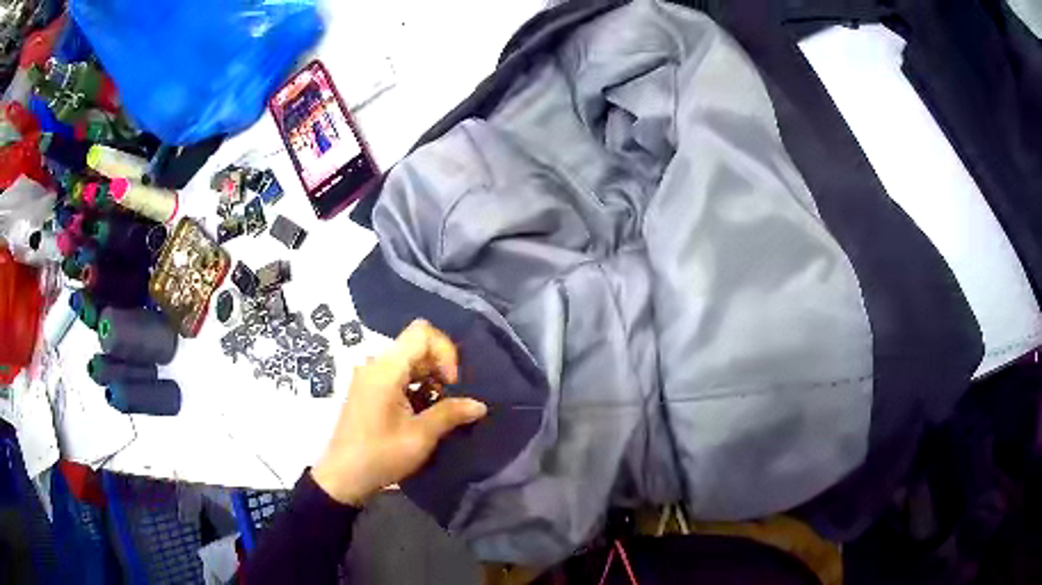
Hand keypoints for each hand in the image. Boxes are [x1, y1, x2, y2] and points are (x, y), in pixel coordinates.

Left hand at [311, 320, 487, 505]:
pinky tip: (420, 412)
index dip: (445, 351)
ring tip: (437, 409)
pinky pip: (396, 373)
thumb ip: (450, 414)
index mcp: (385, 369)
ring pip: (408, 360)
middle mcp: (374, 364)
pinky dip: (414, 385)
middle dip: (439, 367)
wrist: (343, 477)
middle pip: (416, 345)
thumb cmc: (381, 456)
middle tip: (449, 399)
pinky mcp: (367, 388)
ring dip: (428, 378)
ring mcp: (368, 376)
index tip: (451, 383)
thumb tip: (480, 405)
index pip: (422, 333)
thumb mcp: (420, 436)